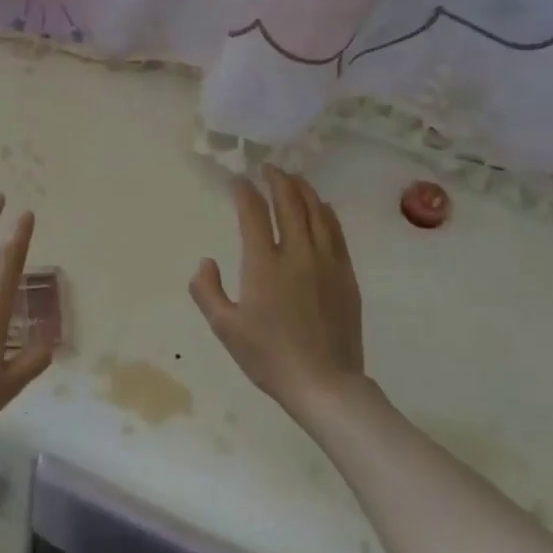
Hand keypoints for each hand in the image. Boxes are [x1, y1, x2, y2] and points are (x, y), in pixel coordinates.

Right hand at [189, 168, 364, 421]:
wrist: (324, 383)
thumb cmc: (269, 357)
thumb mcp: (225, 328)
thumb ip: (207, 291)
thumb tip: (206, 262)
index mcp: (264, 264)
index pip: (254, 213)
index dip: (244, 191)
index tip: (237, 180)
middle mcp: (297, 254)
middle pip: (290, 202)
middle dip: (277, 180)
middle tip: (268, 169)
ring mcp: (326, 262)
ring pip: (317, 212)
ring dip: (303, 190)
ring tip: (294, 179)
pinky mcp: (346, 275)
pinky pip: (336, 232)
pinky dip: (326, 212)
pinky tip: (322, 208)